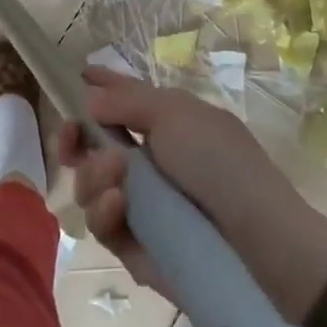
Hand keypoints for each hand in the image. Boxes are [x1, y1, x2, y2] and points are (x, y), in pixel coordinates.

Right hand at [58, 69, 326, 322]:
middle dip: (74, 139)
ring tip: (116, 176)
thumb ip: (127, 102)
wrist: (257, 242)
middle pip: (91, 147)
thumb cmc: (221, 163)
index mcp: (165, 123)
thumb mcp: (176, 115)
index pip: (121, 102)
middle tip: (70, 138)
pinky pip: (102, 225)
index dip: (96, 90)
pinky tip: (118, 204)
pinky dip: (104, 211)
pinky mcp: (134, 246)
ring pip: (89, 186)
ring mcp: (139, 205)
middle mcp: (148, 161)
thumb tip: (89, 95)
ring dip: (93, 175)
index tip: (73, 80)